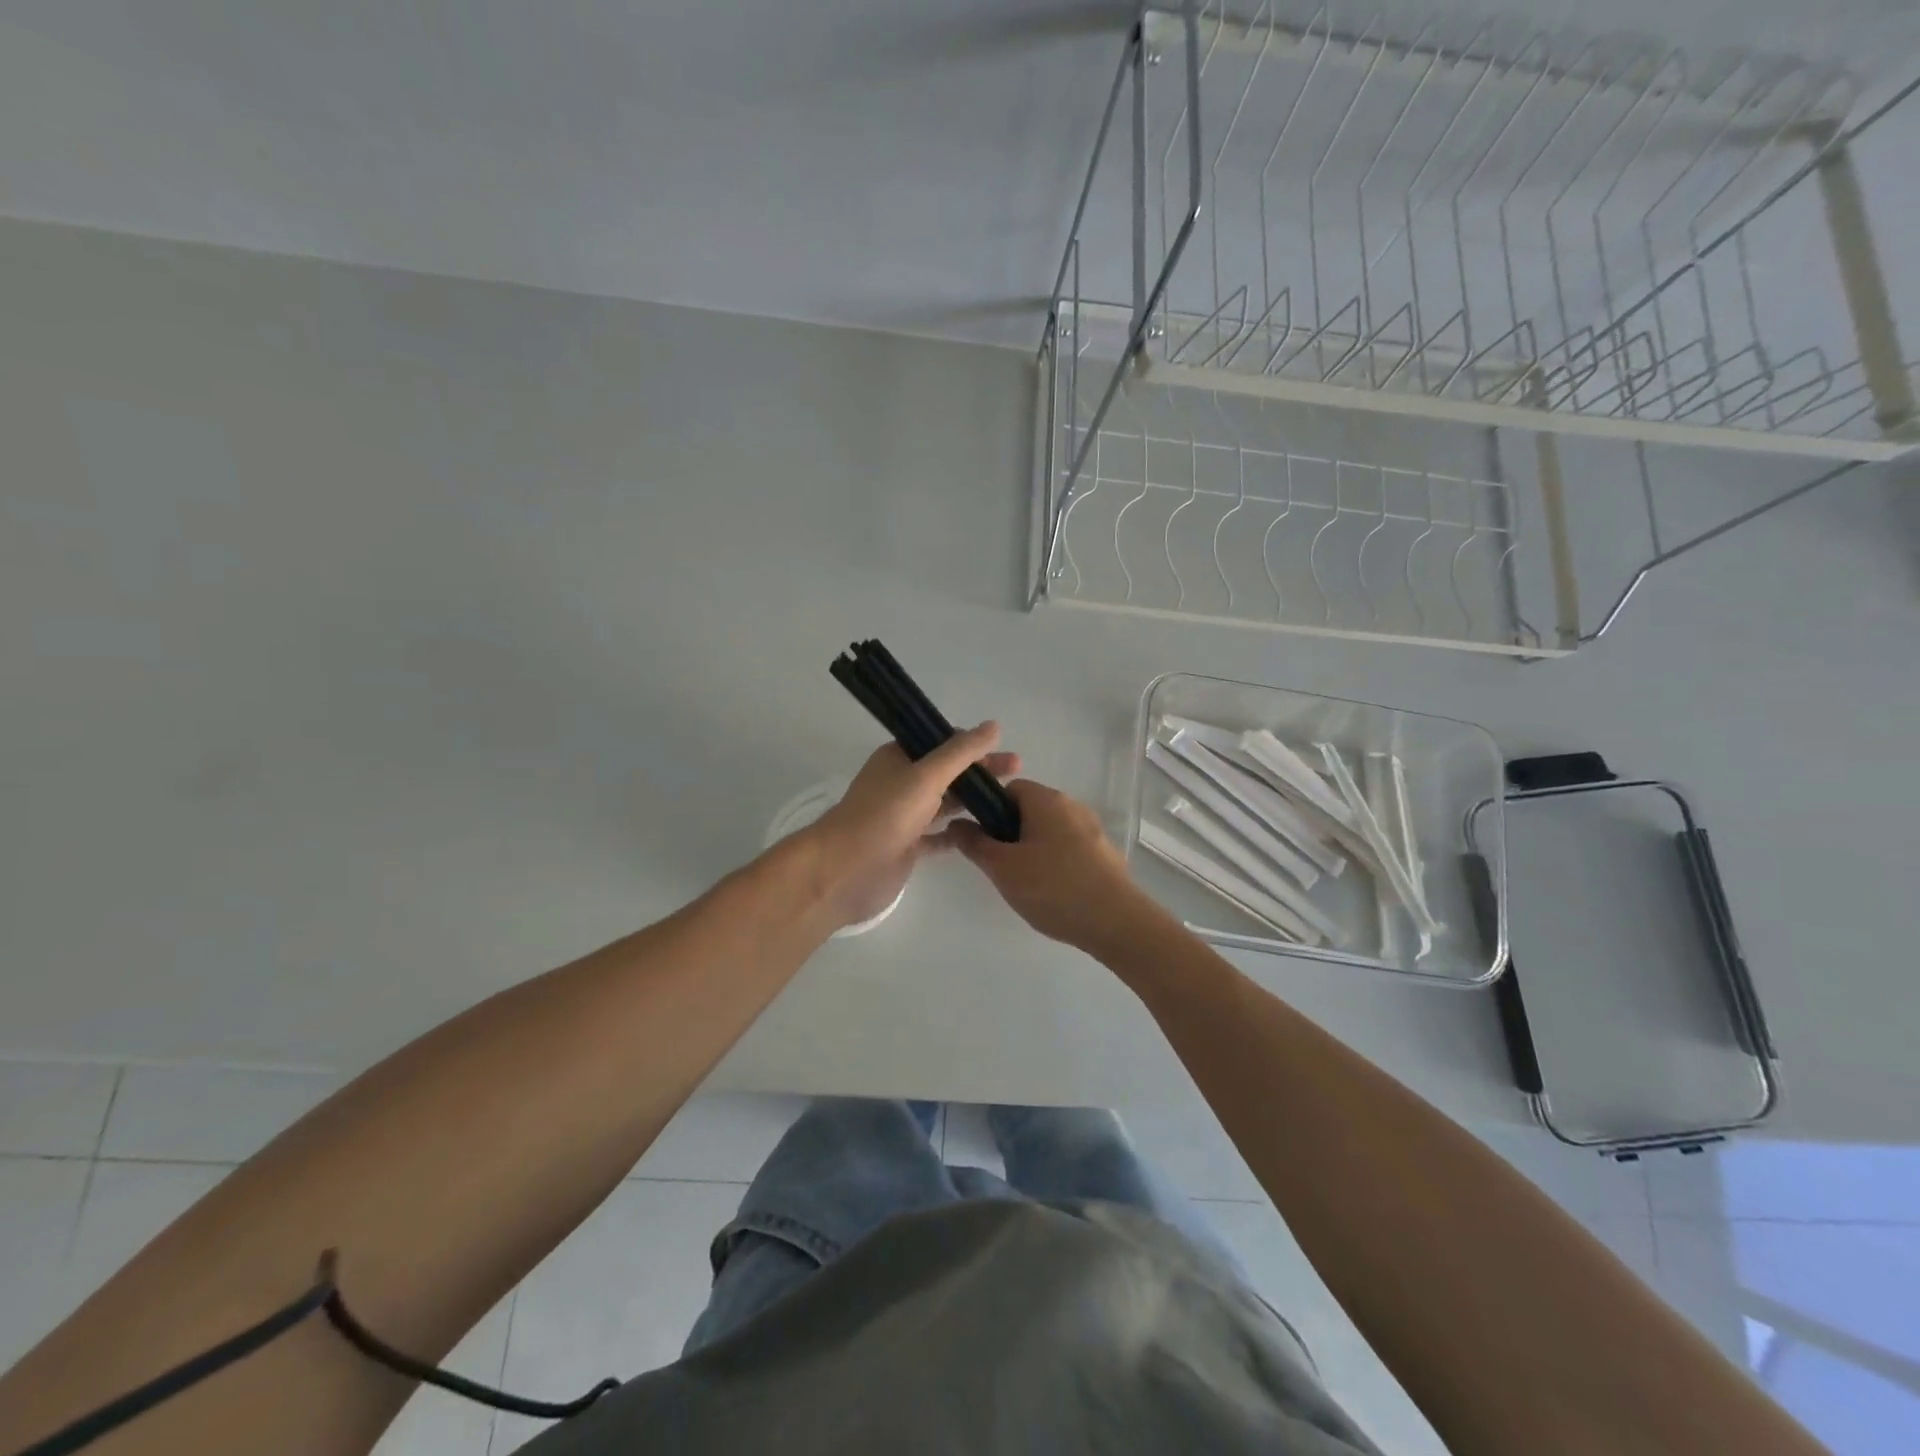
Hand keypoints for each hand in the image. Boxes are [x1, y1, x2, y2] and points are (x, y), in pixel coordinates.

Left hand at [803, 723, 1019, 931]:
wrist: (846, 870)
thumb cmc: (884, 815)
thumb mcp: (925, 776)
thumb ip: (961, 753)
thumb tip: (993, 726)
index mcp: (899, 757)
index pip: (941, 742)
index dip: (972, 744)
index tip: (1003, 748)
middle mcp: (902, 783)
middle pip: (948, 772)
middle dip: (980, 770)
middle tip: (1018, 770)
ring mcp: (905, 816)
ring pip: (946, 803)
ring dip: (974, 800)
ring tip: (1010, 800)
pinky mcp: (908, 847)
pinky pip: (940, 835)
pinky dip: (961, 832)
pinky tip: (987, 832)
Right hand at [944, 779, 1160, 955]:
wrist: (1116, 922)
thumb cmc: (1052, 887)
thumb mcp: (1002, 868)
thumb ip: (975, 843)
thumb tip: (956, 824)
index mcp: (1046, 800)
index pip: (1009, 788)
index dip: (990, 810)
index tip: (981, 840)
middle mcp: (1072, 806)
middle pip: (1030, 810)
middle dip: (1010, 833)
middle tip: (999, 866)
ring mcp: (1093, 830)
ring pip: (1050, 831)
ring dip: (1033, 850)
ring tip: (1025, 883)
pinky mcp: (1105, 854)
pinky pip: (1070, 849)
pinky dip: (1056, 863)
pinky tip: (1052, 893)